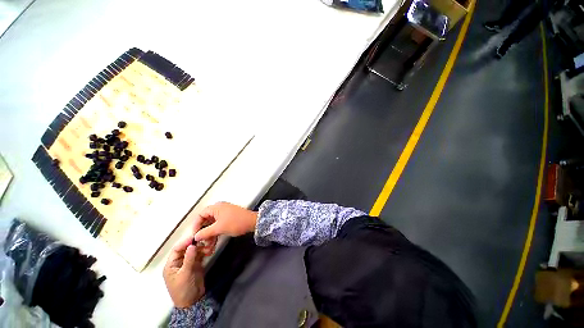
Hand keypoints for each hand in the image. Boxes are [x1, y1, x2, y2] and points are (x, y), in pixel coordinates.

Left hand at [163, 236, 204, 307]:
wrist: (192, 301)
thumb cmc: (183, 290)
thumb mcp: (185, 274)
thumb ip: (188, 259)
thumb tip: (192, 245)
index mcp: (171, 264)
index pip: (176, 249)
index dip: (185, 242)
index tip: (195, 237)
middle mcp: (179, 262)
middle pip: (186, 248)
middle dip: (195, 243)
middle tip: (204, 239)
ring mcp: (188, 262)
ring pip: (195, 250)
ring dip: (202, 247)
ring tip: (209, 245)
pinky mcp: (196, 264)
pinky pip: (200, 254)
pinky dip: (205, 251)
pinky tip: (210, 250)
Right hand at [193, 202, 257, 248]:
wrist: (252, 222)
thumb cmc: (236, 222)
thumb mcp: (219, 228)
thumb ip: (205, 232)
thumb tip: (196, 236)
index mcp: (216, 207)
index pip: (200, 215)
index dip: (195, 225)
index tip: (194, 235)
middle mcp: (219, 209)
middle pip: (206, 220)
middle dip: (203, 232)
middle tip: (201, 242)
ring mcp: (224, 214)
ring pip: (212, 225)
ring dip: (209, 235)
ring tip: (208, 246)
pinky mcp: (228, 219)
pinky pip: (218, 226)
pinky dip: (215, 233)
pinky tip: (213, 243)